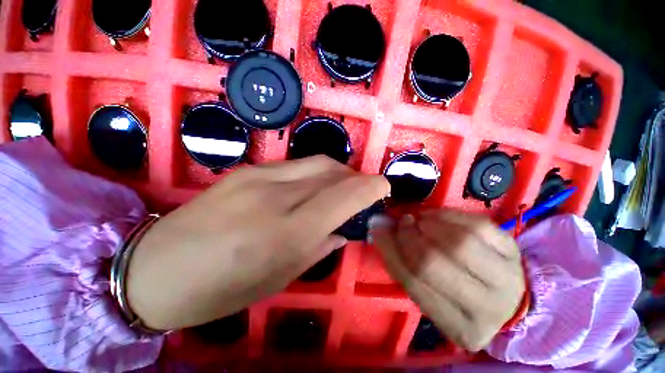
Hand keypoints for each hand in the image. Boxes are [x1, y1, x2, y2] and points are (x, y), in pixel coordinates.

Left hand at [126, 156, 389, 329]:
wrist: (154, 268)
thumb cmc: (219, 289)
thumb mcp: (279, 278)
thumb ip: (319, 247)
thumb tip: (342, 229)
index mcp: (286, 232)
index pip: (343, 197)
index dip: (370, 187)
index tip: (384, 187)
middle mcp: (275, 195)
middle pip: (333, 172)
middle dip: (356, 178)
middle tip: (363, 191)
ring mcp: (259, 176)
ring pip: (317, 163)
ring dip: (339, 173)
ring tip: (342, 188)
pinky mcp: (248, 169)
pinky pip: (297, 165)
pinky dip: (316, 173)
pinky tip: (314, 186)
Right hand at [372, 210, 524, 350]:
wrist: (504, 295)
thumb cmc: (458, 297)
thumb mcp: (429, 293)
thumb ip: (402, 264)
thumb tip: (379, 231)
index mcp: (461, 329)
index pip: (414, 284)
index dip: (392, 252)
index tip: (380, 232)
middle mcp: (488, 308)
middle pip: (434, 263)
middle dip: (409, 237)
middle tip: (402, 224)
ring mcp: (507, 277)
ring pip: (458, 242)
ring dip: (428, 224)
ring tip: (420, 221)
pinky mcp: (513, 250)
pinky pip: (476, 224)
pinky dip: (447, 215)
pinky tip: (436, 217)